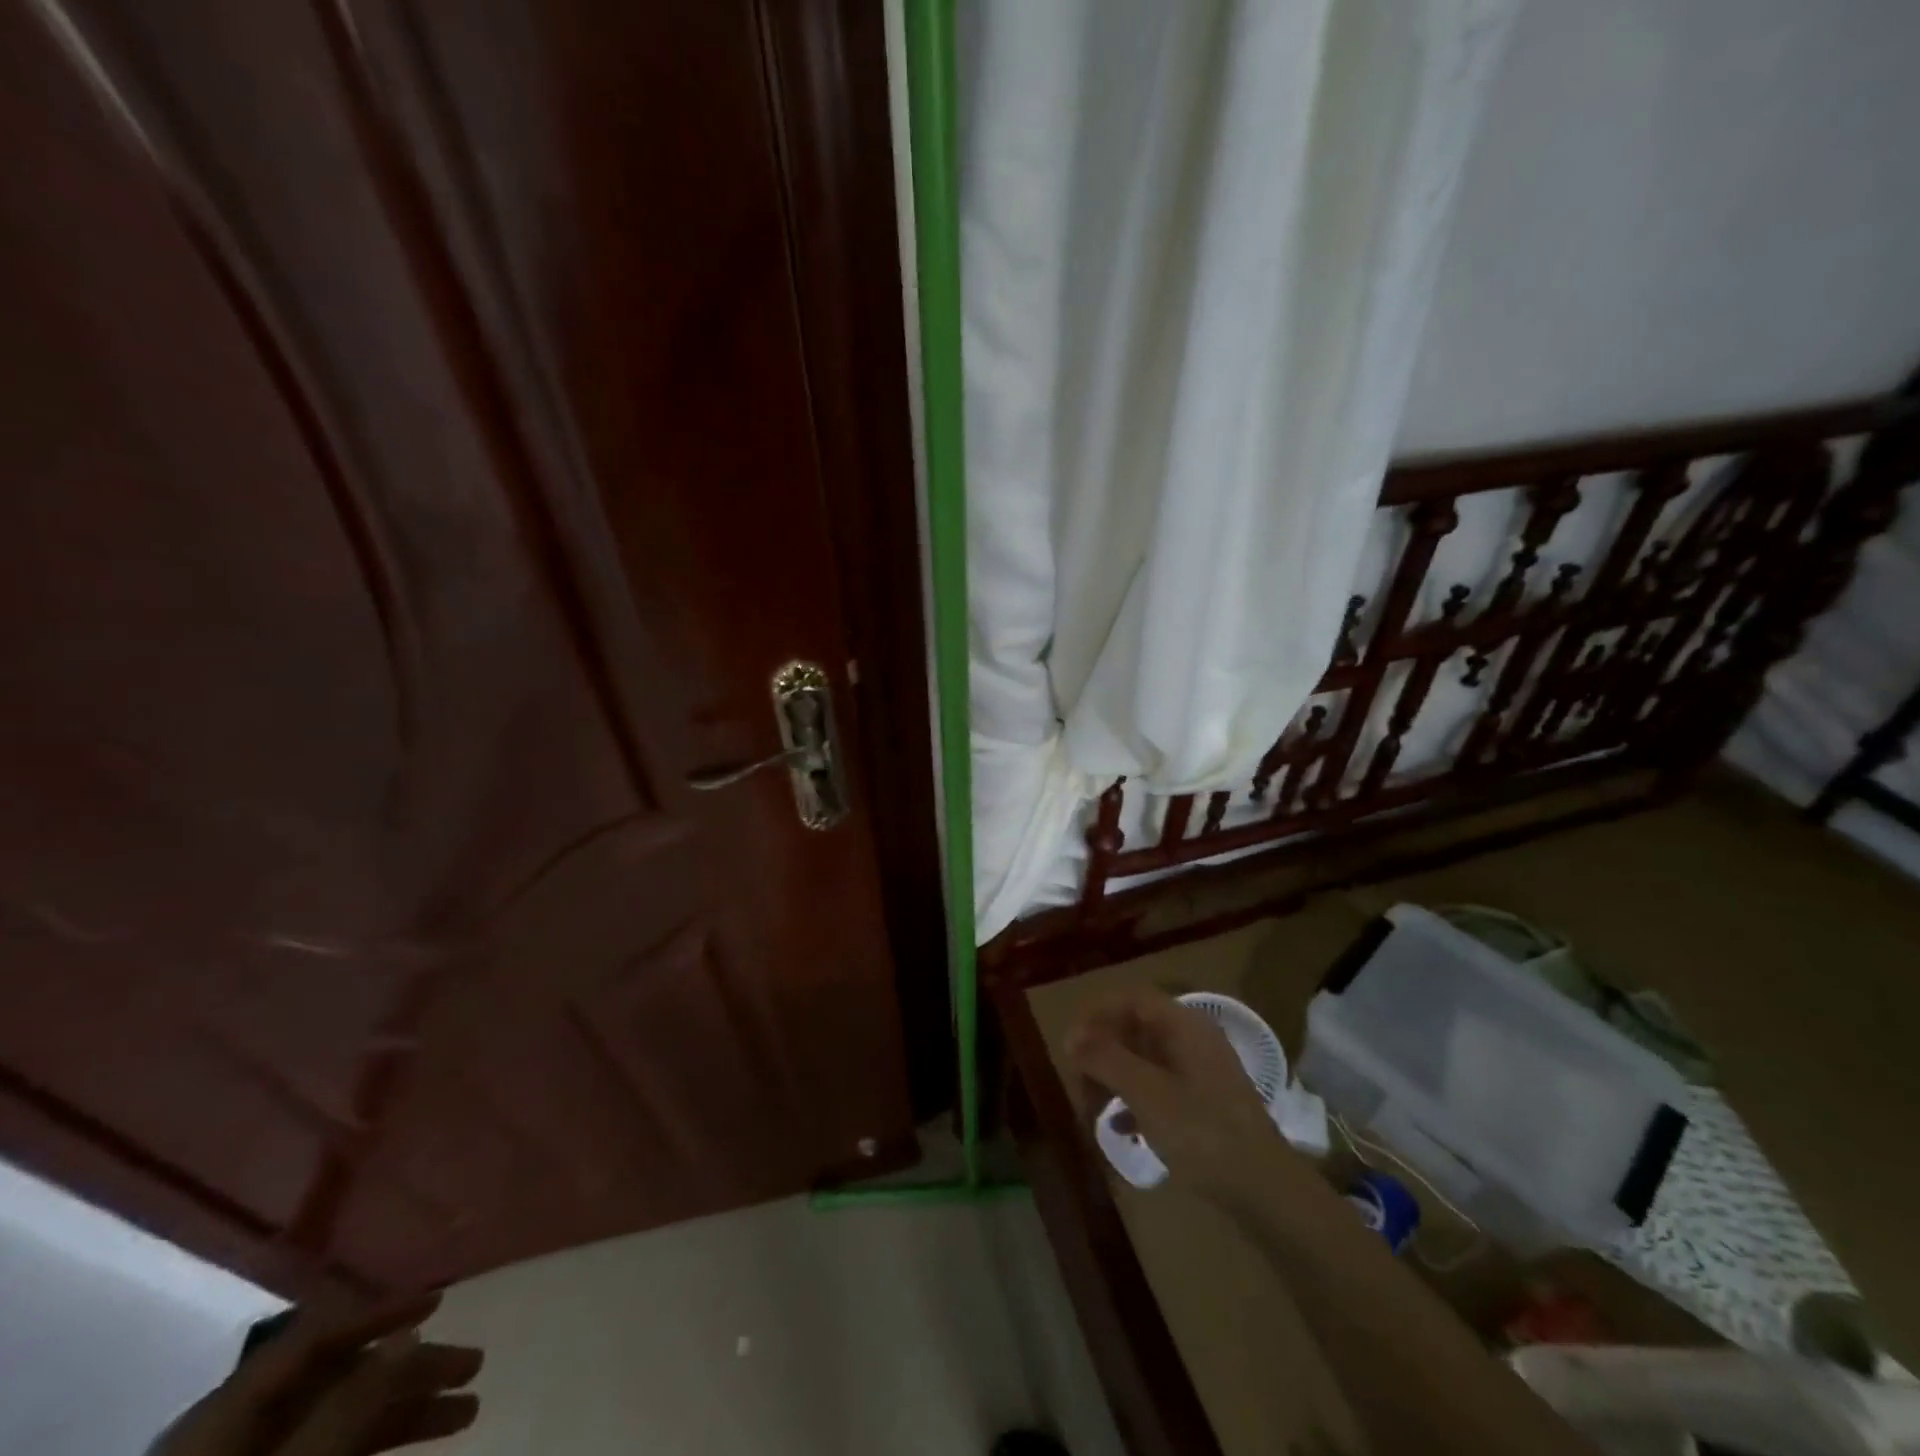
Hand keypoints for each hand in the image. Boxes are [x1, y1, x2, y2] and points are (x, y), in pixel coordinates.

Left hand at [152, 1294, 481, 1455]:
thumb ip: (347, 1406)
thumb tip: (409, 1329)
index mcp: (226, 1415)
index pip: (316, 1336)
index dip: (380, 1312)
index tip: (441, 1301)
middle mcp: (235, 1434)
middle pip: (338, 1377)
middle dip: (411, 1370)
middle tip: (473, 1365)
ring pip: (341, 1419)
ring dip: (407, 1409)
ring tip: (467, 1410)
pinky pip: (329, 1454)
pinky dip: (378, 1445)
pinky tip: (418, 1446)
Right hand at [1065, 986, 1287, 1198]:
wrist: (1265, 1190)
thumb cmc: (1201, 1132)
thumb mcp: (1145, 1092)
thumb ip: (1105, 1058)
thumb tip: (1071, 1034)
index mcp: (1183, 1025)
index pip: (1132, 999)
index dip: (1097, 1014)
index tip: (1071, 1043)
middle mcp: (1193, 1039)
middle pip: (1136, 1029)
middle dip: (1102, 1053)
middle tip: (1078, 1083)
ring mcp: (1201, 1071)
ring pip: (1145, 1060)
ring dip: (1115, 1079)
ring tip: (1094, 1111)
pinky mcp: (1205, 1102)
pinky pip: (1160, 1086)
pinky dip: (1136, 1100)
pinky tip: (1123, 1129)